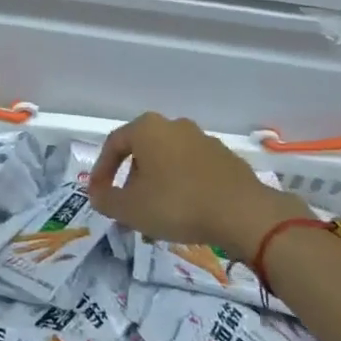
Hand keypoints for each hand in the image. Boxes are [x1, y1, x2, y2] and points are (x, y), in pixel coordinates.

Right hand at [87, 112, 313, 260]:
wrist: (243, 213)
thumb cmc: (178, 204)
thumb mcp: (131, 209)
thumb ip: (106, 200)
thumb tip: (97, 194)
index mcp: (147, 128)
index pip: (114, 144)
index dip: (102, 170)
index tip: (99, 194)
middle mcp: (173, 125)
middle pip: (142, 151)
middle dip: (132, 179)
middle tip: (129, 207)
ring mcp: (202, 139)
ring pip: (169, 161)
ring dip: (158, 184)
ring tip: (158, 215)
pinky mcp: (225, 158)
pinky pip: (193, 170)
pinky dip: (183, 186)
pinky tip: (186, 211)